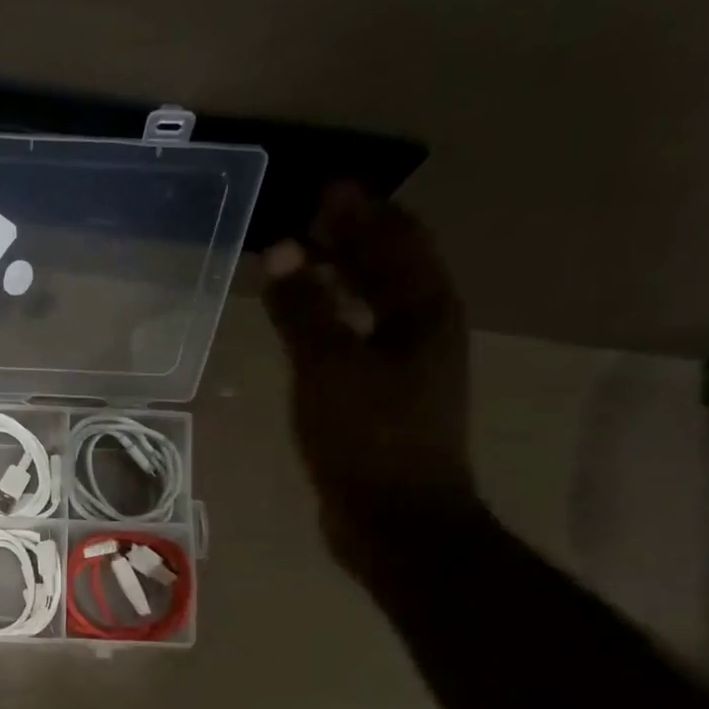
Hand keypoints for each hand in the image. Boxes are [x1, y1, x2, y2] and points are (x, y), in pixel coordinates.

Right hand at [261, 184, 478, 574]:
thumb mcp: (329, 367)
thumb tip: (283, 251)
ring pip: (375, 304)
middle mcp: (425, 330)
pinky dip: (334, 320)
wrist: (394, 520)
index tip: (323, 188)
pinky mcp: (384, 400)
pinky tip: (307, 328)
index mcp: (424, 311)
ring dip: (343, 278)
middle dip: (353, 238)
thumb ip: (304, 309)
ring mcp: (408, 368)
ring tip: (303, 263)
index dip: (362, 211)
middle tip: (309, 218)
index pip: (396, 240)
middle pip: (392, 267)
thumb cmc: (367, 438)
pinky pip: (358, 339)